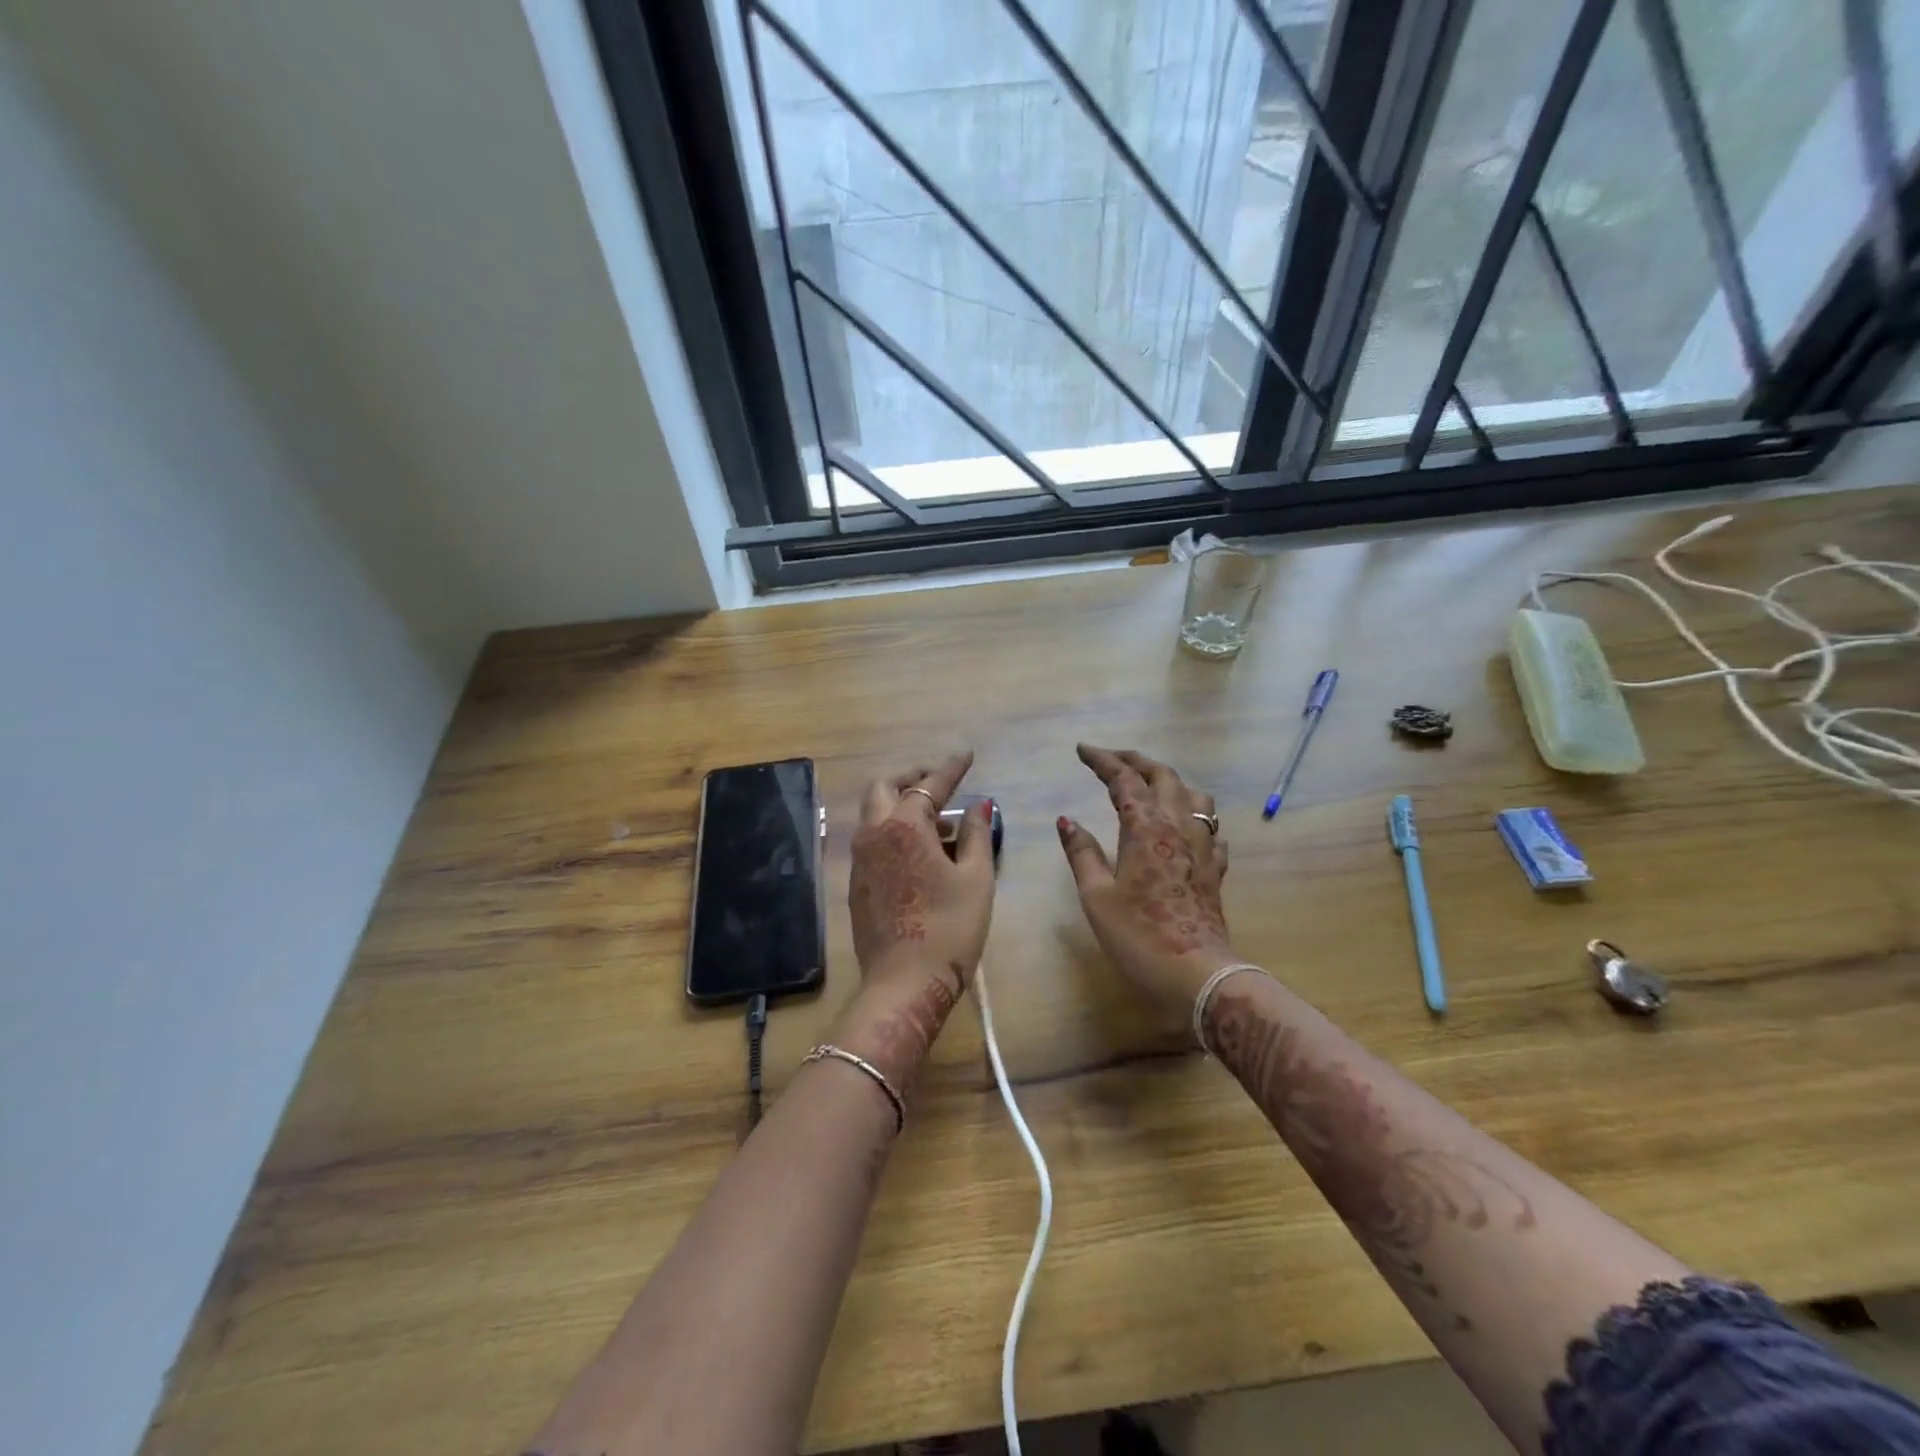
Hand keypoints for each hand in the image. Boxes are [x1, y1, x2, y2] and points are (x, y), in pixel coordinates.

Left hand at [837, 752, 994, 1093]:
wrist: (904, 984)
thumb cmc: (949, 928)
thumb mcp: (976, 878)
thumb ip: (978, 834)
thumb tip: (981, 805)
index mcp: (904, 827)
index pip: (929, 785)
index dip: (951, 768)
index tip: (967, 755)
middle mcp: (874, 835)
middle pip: (884, 788)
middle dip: (912, 779)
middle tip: (940, 784)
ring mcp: (860, 860)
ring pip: (874, 814)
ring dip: (901, 805)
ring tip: (938, 822)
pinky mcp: (856, 884)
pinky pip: (872, 840)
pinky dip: (892, 831)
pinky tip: (919, 853)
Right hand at [1057, 744, 1235, 1012]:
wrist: (1198, 975)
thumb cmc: (1139, 936)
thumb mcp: (1097, 896)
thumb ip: (1082, 853)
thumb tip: (1066, 820)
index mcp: (1146, 828)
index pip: (1124, 779)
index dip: (1103, 760)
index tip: (1082, 749)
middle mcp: (1178, 827)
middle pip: (1163, 776)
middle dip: (1135, 761)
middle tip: (1111, 759)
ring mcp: (1202, 847)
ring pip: (1194, 796)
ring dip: (1170, 781)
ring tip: (1150, 786)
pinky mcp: (1214, 869)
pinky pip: (1210, 828)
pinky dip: (1193, 816)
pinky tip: (1184, 829)